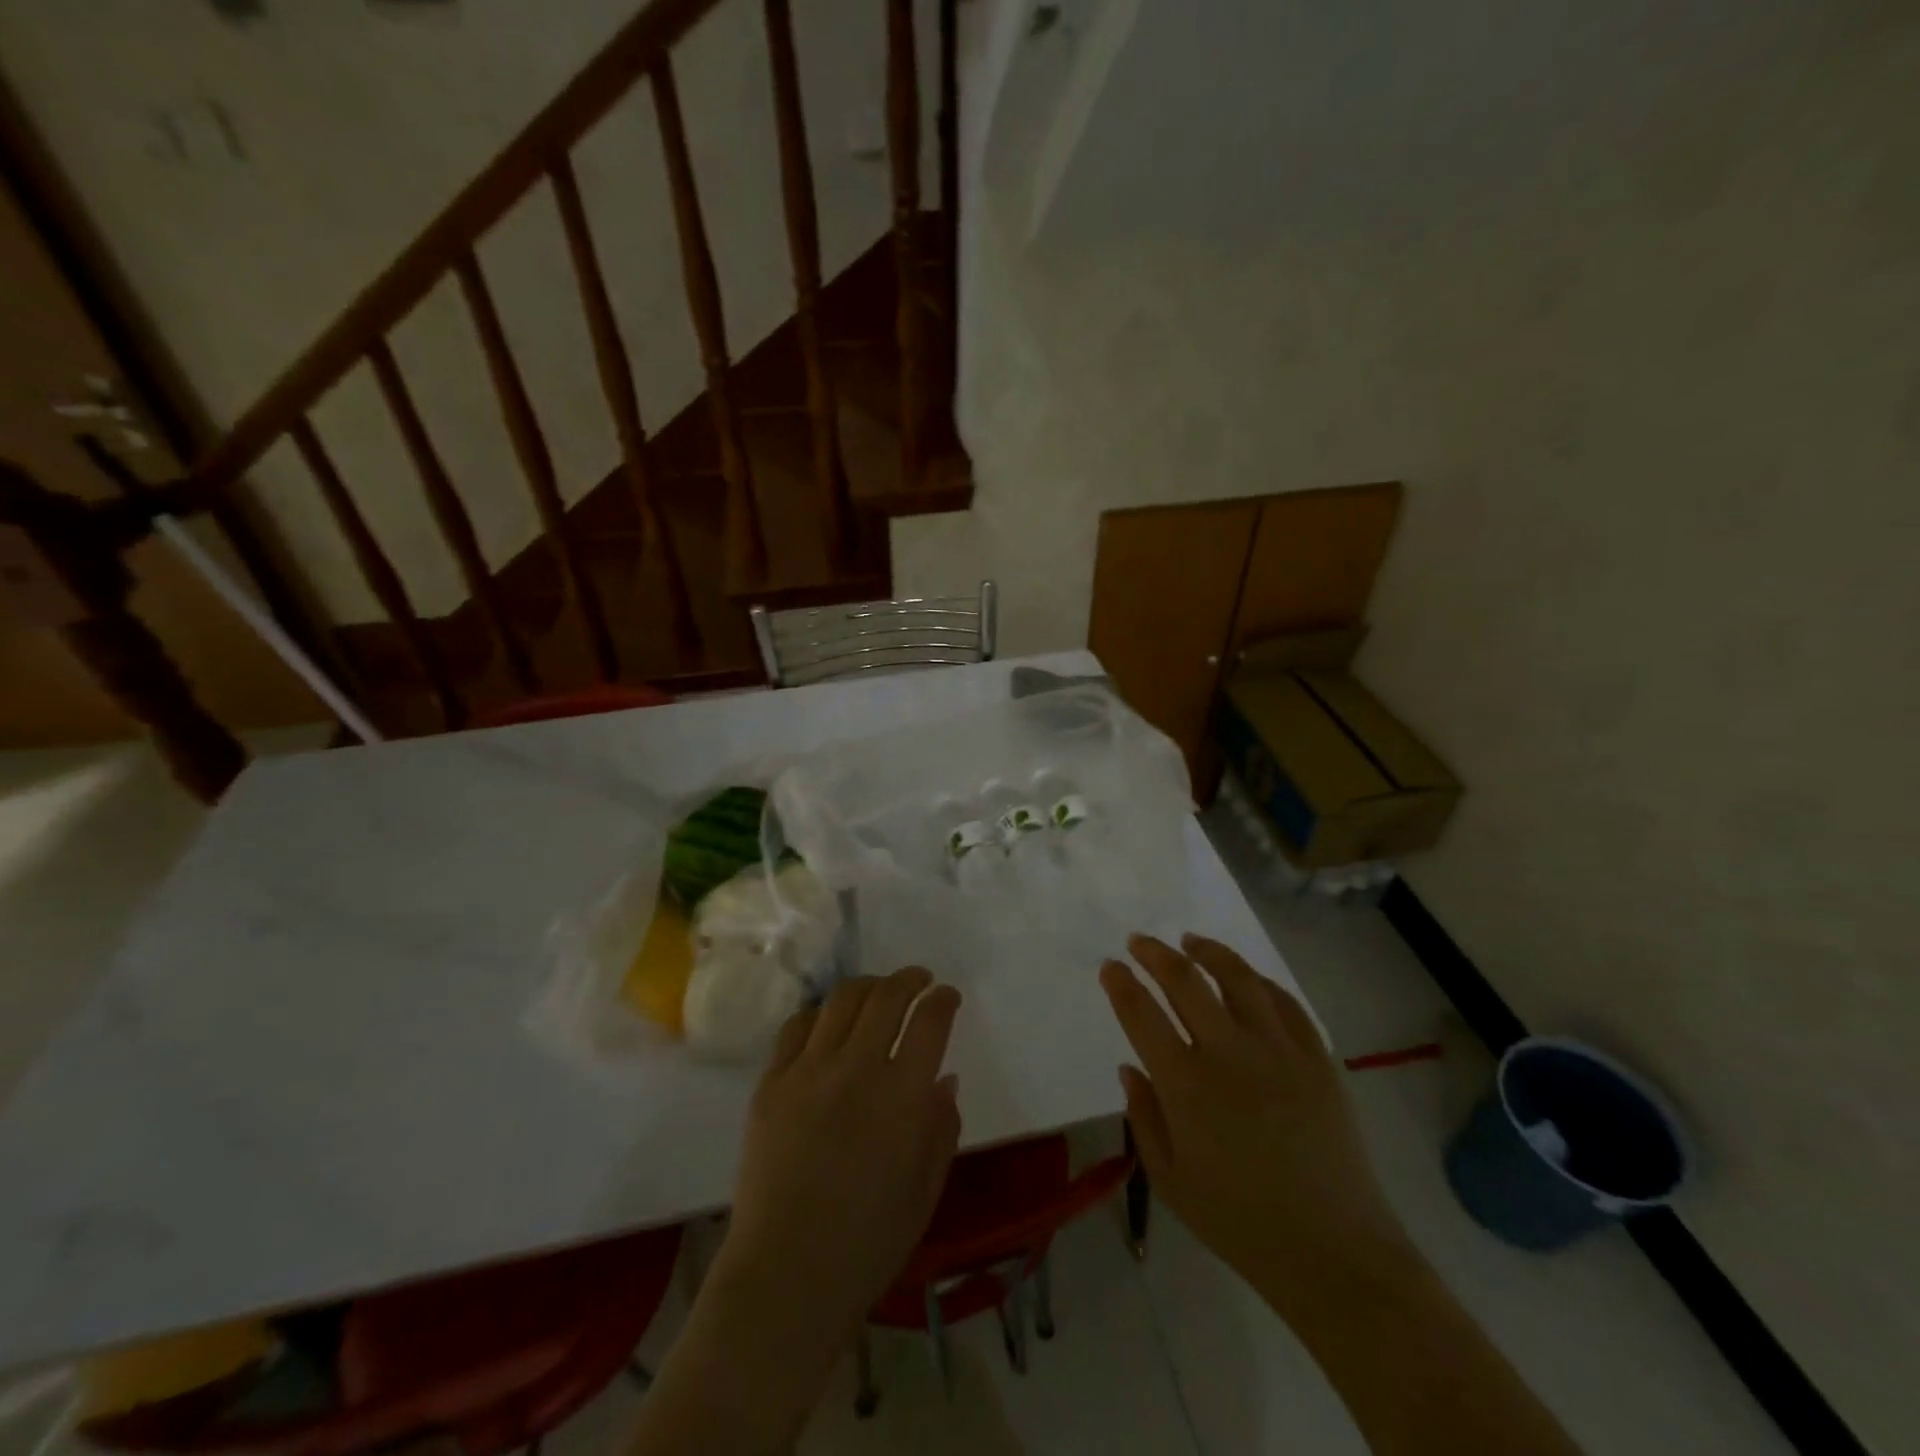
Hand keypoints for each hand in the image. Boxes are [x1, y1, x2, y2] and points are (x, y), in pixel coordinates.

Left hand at [629, 969, 961, 1454]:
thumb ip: (941, 1127)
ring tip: (876, 991)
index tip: (947, 995)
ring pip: (841, 1000)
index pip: (930, 1021)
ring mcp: (808, 1070)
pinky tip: (827, 1023)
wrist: (787, 1274)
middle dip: (909, 979)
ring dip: (867, 986)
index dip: (942, 999)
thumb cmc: (869, 1242)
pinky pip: (796, 1027)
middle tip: (918, 980)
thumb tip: (943, 1079)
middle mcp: (857, 1068)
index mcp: (903, 1095)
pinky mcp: (771, 1082)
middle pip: (886, 996)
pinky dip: (819, 1014)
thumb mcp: (926, 1188)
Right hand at [1100, 934, 1414, 1319]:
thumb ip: (1143, 1117)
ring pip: (1238, 977)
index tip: (1110, 966)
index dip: (1120, 983)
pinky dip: (1259, 981)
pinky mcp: (1317, 1058)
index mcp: (1186, 1085)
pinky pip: (1285, 1002)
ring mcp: (1279, 1050)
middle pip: (1185, 980)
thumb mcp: (1170, 1181)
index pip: (1141, 1013)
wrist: (1333, 1252)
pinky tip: (1246, 978)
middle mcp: (1229, 1053)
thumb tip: (1131, 1067)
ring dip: (1208, 952)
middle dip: (1155, 953)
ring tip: (1191, 941)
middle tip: (1140, 942)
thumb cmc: (1240, 1222)